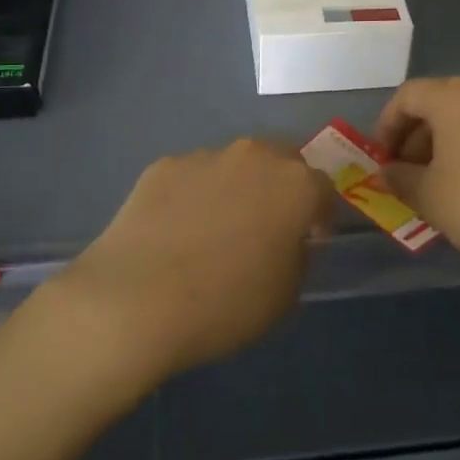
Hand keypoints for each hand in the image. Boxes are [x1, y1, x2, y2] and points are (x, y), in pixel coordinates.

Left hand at [54, 139, 334, 384]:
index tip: (311, 240)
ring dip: (236, 189)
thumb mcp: (286, 295)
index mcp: (295, 185)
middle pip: (281, 161)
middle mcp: (254, 157)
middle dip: (282, 187)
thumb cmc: (226, 303)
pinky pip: (192, 177)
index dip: (321, 216)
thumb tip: (287, 240)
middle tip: (268, 225)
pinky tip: (176, 231)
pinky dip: (194, 196)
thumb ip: (297, 256)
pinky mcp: (162, 166)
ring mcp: (204, 157)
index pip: (323, 189)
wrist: (136, 300)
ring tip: (215, 230)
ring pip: (234, 166)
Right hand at [376, 76, 459, 285]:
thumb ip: (399, 179)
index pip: (406, 96)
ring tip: (440, 187)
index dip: (386, 127)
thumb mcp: (429, 197)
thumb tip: (386, 172)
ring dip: (445, 146)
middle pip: (438, 104)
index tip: (382, 161)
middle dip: (415, 139)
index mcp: (453, 95)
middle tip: (407, 177)